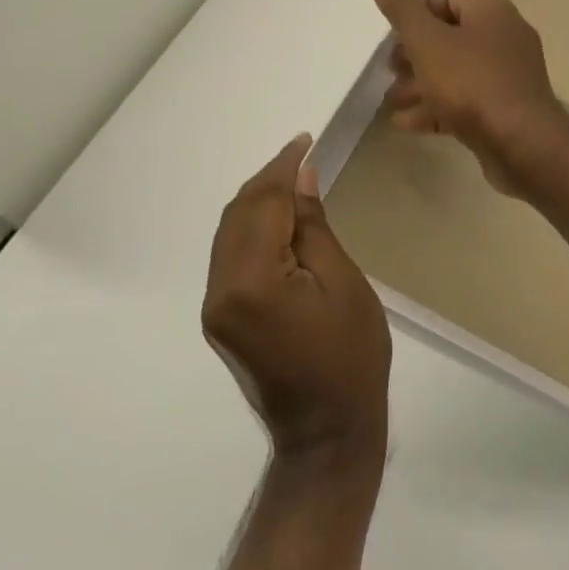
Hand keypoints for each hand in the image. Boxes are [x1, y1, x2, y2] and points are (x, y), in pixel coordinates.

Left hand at [202, 135, 390, 473]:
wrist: (327, 429)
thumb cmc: (351, 355)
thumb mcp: (344, 284)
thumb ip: (314, 228)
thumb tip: (301, 179)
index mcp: (253, 282)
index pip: (261, 205)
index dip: (282, 167)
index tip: (304, 140)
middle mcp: (221, 291)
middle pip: (236, 215)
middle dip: (266, 180)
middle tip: (302, 156)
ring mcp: (216, 308)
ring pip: (229, 234)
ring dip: (257, 202)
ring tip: (293, 181)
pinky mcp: (222, 319)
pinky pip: (231, 257)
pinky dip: (252, 229)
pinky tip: (278, 221)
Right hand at [365, 0, 568, 195]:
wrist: (522, 143)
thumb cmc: (471, 84)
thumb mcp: (427, 42)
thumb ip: (401, 8)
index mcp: (492, 12)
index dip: (416, 16)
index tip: (393, 40)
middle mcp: (506, 36)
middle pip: (452, 37)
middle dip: (415, 55)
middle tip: (389, 73)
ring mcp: (511, 74)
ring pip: (458, 72)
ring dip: (422, 85)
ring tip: (391, 102)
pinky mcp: (509, 107)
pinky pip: (469, 100)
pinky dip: (439, 108)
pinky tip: (408, 125)